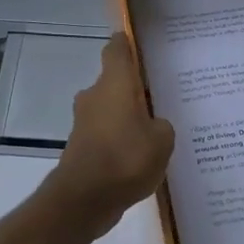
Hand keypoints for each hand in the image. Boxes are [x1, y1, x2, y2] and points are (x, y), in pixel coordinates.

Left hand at [47, 33, 175, 235]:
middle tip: (162, 98)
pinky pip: (106, 134)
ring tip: (155, 131)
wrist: (84, 199)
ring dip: (127, 117)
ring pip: (110, 109)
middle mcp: (94, 96)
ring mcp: (84, 122)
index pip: (117, 50)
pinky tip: (140, 157)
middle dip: (135, 89)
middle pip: (115, 82)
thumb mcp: (162, 140)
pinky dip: (120, 140)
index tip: (139, 44)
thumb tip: (153, 125)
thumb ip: (162, 126)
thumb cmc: (126, 158)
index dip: (127, 44)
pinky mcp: (81, 146)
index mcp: (114, 83)